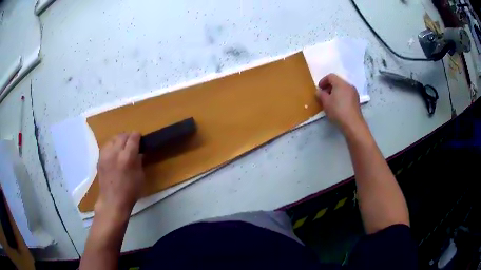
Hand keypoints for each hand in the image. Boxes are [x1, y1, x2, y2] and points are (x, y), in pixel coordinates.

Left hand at [95, 132, 144, 215]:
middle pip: (122, 136)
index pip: (133, 138)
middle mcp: (115, 152)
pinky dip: (111, 146)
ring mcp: (106, 155)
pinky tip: (114, 153)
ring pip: (113, 139)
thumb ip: (139, 161)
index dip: (137, 135)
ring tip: (122, 146)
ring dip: (119, 140)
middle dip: (128, 136)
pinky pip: (106, 146)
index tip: (140, 137)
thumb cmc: (130, 191)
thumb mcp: (140, 176)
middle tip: (132, 142)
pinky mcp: (100, 158)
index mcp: (127, 157)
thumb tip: (138, 152)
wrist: (112, 201)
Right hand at [315, 74, 363, 131]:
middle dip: (329, 87)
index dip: (323, 81)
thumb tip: (319, 91)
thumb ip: (320, 94)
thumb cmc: (337, 111)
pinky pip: (347, 94)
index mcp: (340, 83)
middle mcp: (348, 85)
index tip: (319, 89)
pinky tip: (338, 106)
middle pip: (337, 81)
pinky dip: (341, 96)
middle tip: (324, 95)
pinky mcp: (356, 100)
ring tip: (330, 101)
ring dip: (335, 92)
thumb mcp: (325, 102)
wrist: (353, 124)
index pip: (330, 76)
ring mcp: (354, 93)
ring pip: (343, 88)